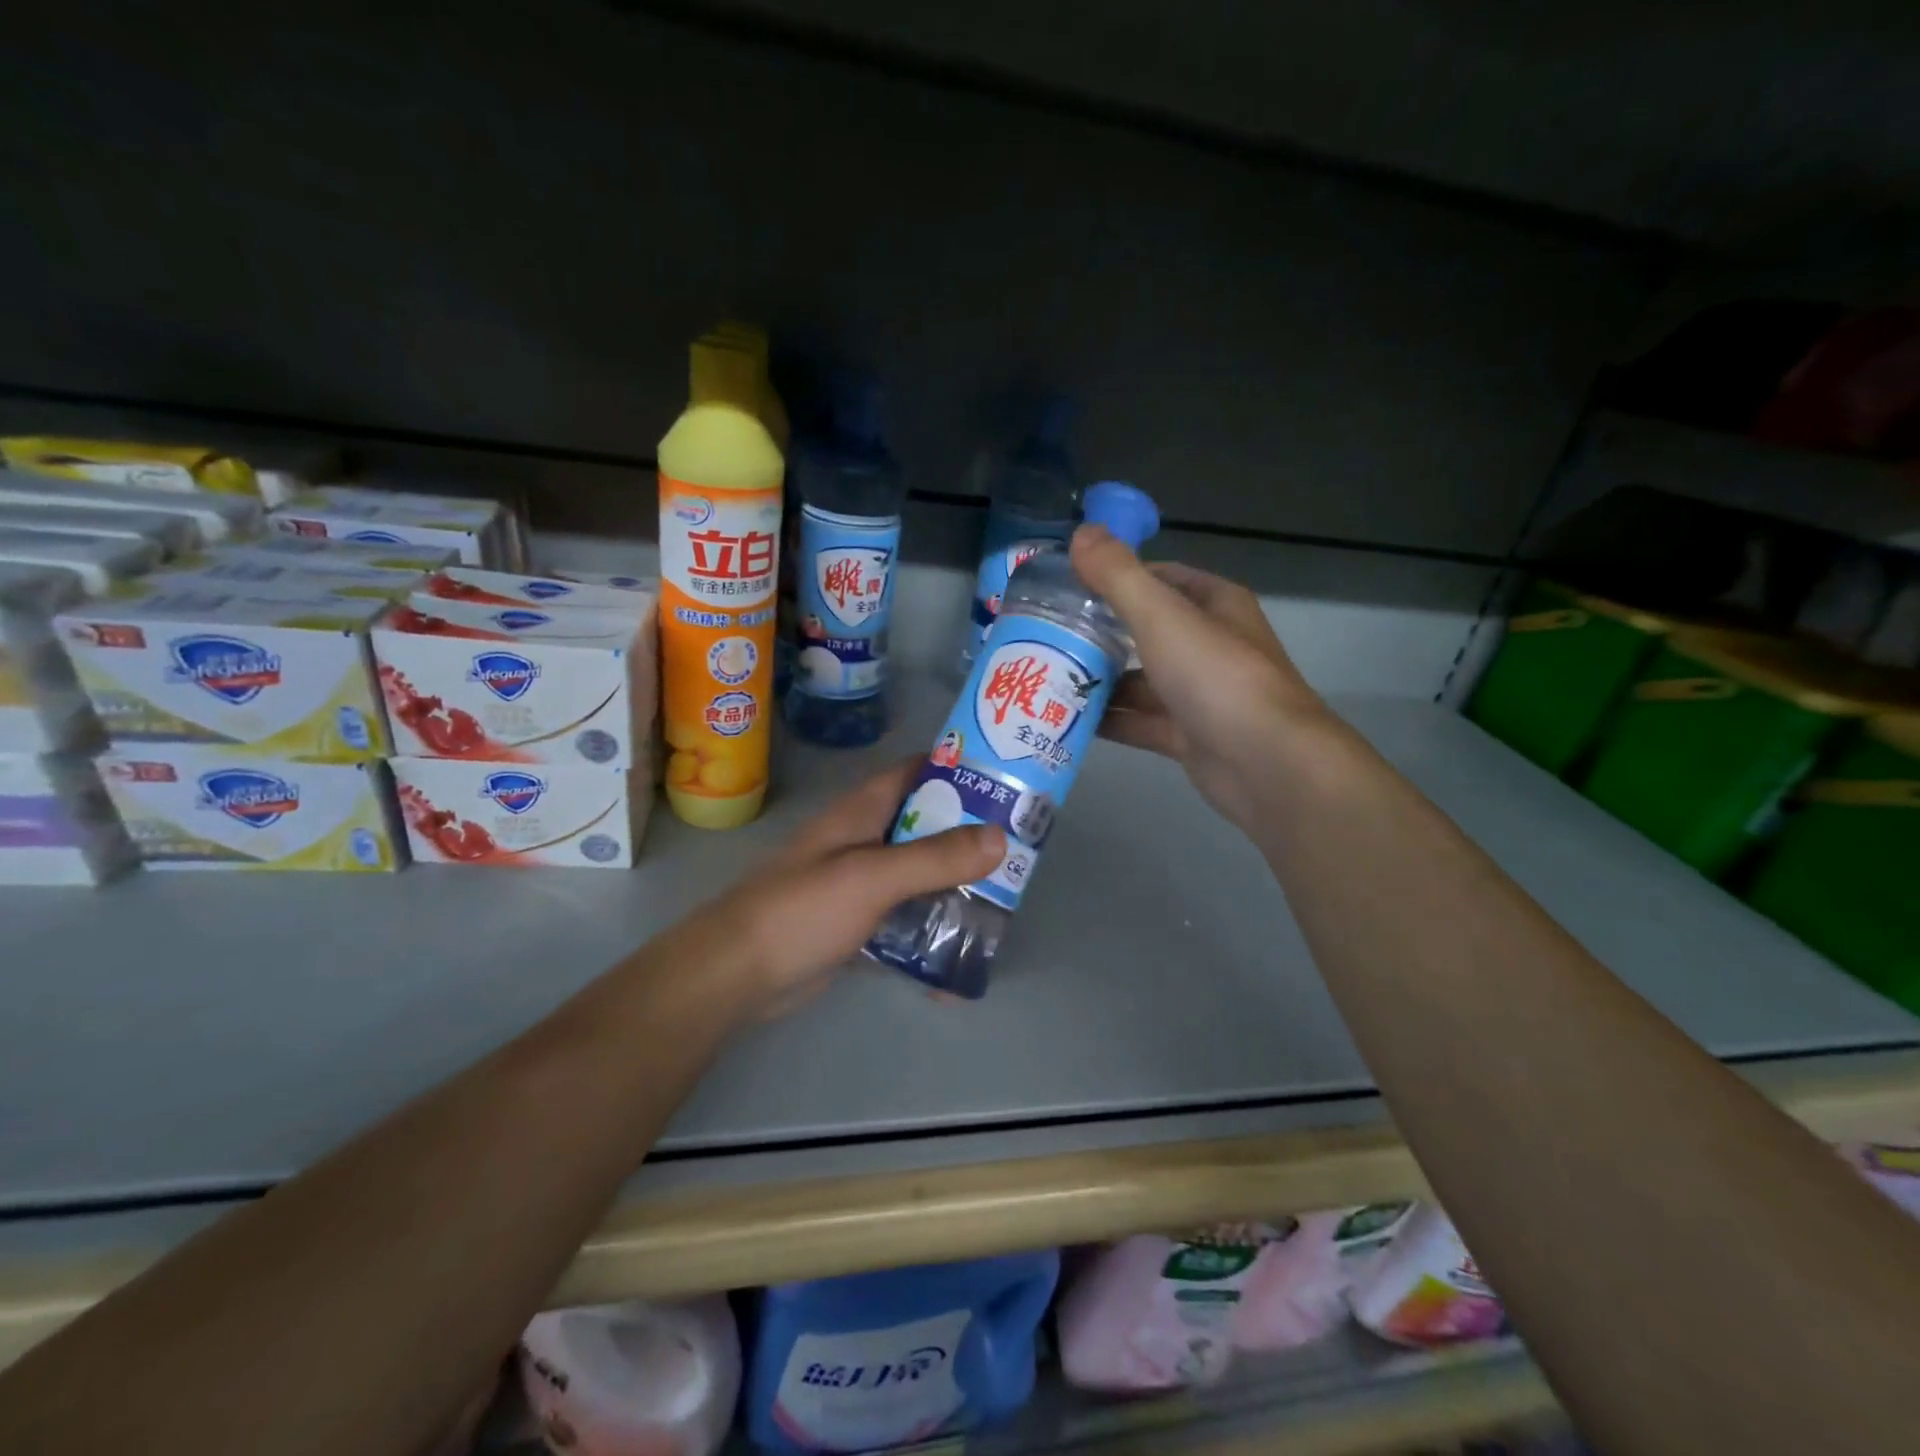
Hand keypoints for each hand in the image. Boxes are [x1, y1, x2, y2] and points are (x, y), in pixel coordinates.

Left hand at [700, 760, 1004, 1016]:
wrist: (738, 973)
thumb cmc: (803, 909)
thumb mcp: (873, 876)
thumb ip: (935, 858)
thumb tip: (1000, 837)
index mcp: (864, 810)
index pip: (918, 771)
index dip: (960, 768)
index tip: (1009, 779)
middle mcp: (866, 839)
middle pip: (927, 825)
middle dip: (970, 835)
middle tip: (1021, 849)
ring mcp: (861, 882)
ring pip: (920, 874)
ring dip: (955, 886)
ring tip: (1004, 903)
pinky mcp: (858, 923)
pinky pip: (905, 918)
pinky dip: (931, 931)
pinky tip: (961, 956)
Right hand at [1070, 524, 1330, 832]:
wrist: (1267, 764)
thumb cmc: (1216, 677)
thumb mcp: (1161, 616)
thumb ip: (1118, 575)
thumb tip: (1080, 531)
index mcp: (1214, 606)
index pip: (1160, 579)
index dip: (1116, 578)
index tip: (1068, 588)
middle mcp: (1209, 645)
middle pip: (1145, 632)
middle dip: (1099, 634)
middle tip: (1045, 636)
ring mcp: (1199, 694)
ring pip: (1140, 681)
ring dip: (1099, 682)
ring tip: (1045, 679)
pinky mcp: (1188, 736)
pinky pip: (1140, 721)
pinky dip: (1110, 721)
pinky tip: (1066, 720)